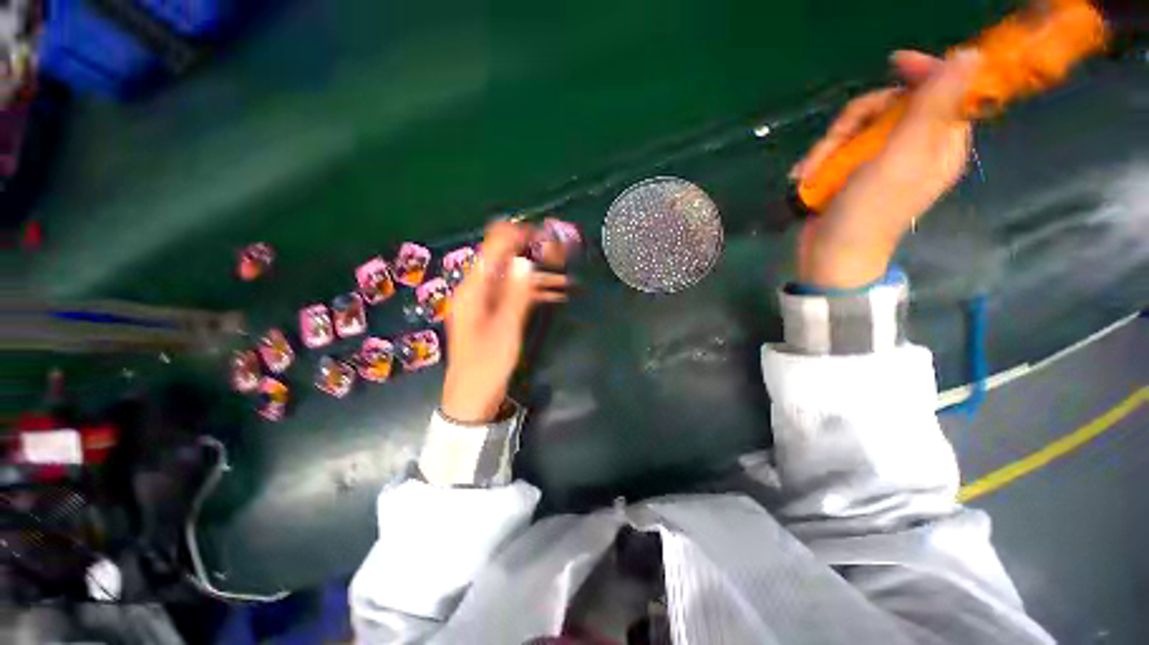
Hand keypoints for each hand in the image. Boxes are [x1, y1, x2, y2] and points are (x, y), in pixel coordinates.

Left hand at [441, 221, 569, 423]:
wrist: (473, 398)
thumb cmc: (487, 365)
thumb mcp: (505, 329)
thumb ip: (517, 294)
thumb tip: (527, 261)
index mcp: (472, 290)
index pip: (492, 249)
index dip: (515, 236)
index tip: (542, 233)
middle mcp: (476, 290)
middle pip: (504, 262)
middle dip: (532, 254)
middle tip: (560, 253)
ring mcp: (485, 303)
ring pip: (514, 279)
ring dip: (538, 276)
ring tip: (566, 274)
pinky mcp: (494, 314)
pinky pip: (515, 295)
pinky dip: (534, 292)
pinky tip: (557, 293)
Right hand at [790, 49, 979, 288]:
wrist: (830, 255)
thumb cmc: (869, 212)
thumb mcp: (902, 157)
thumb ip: (933, 107)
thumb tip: (971, 57)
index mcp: (941, 143)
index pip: (943, 91)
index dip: (923, 73)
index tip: (894, 64)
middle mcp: (914, 147)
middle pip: (890, 106)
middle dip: (855, 121)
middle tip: (833, 143)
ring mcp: (879, 161)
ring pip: (856, 127)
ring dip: (828, 145)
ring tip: (811, 171)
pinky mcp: (851, 172)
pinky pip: (837, 148)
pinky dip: (819, 160)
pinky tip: (805, 177)